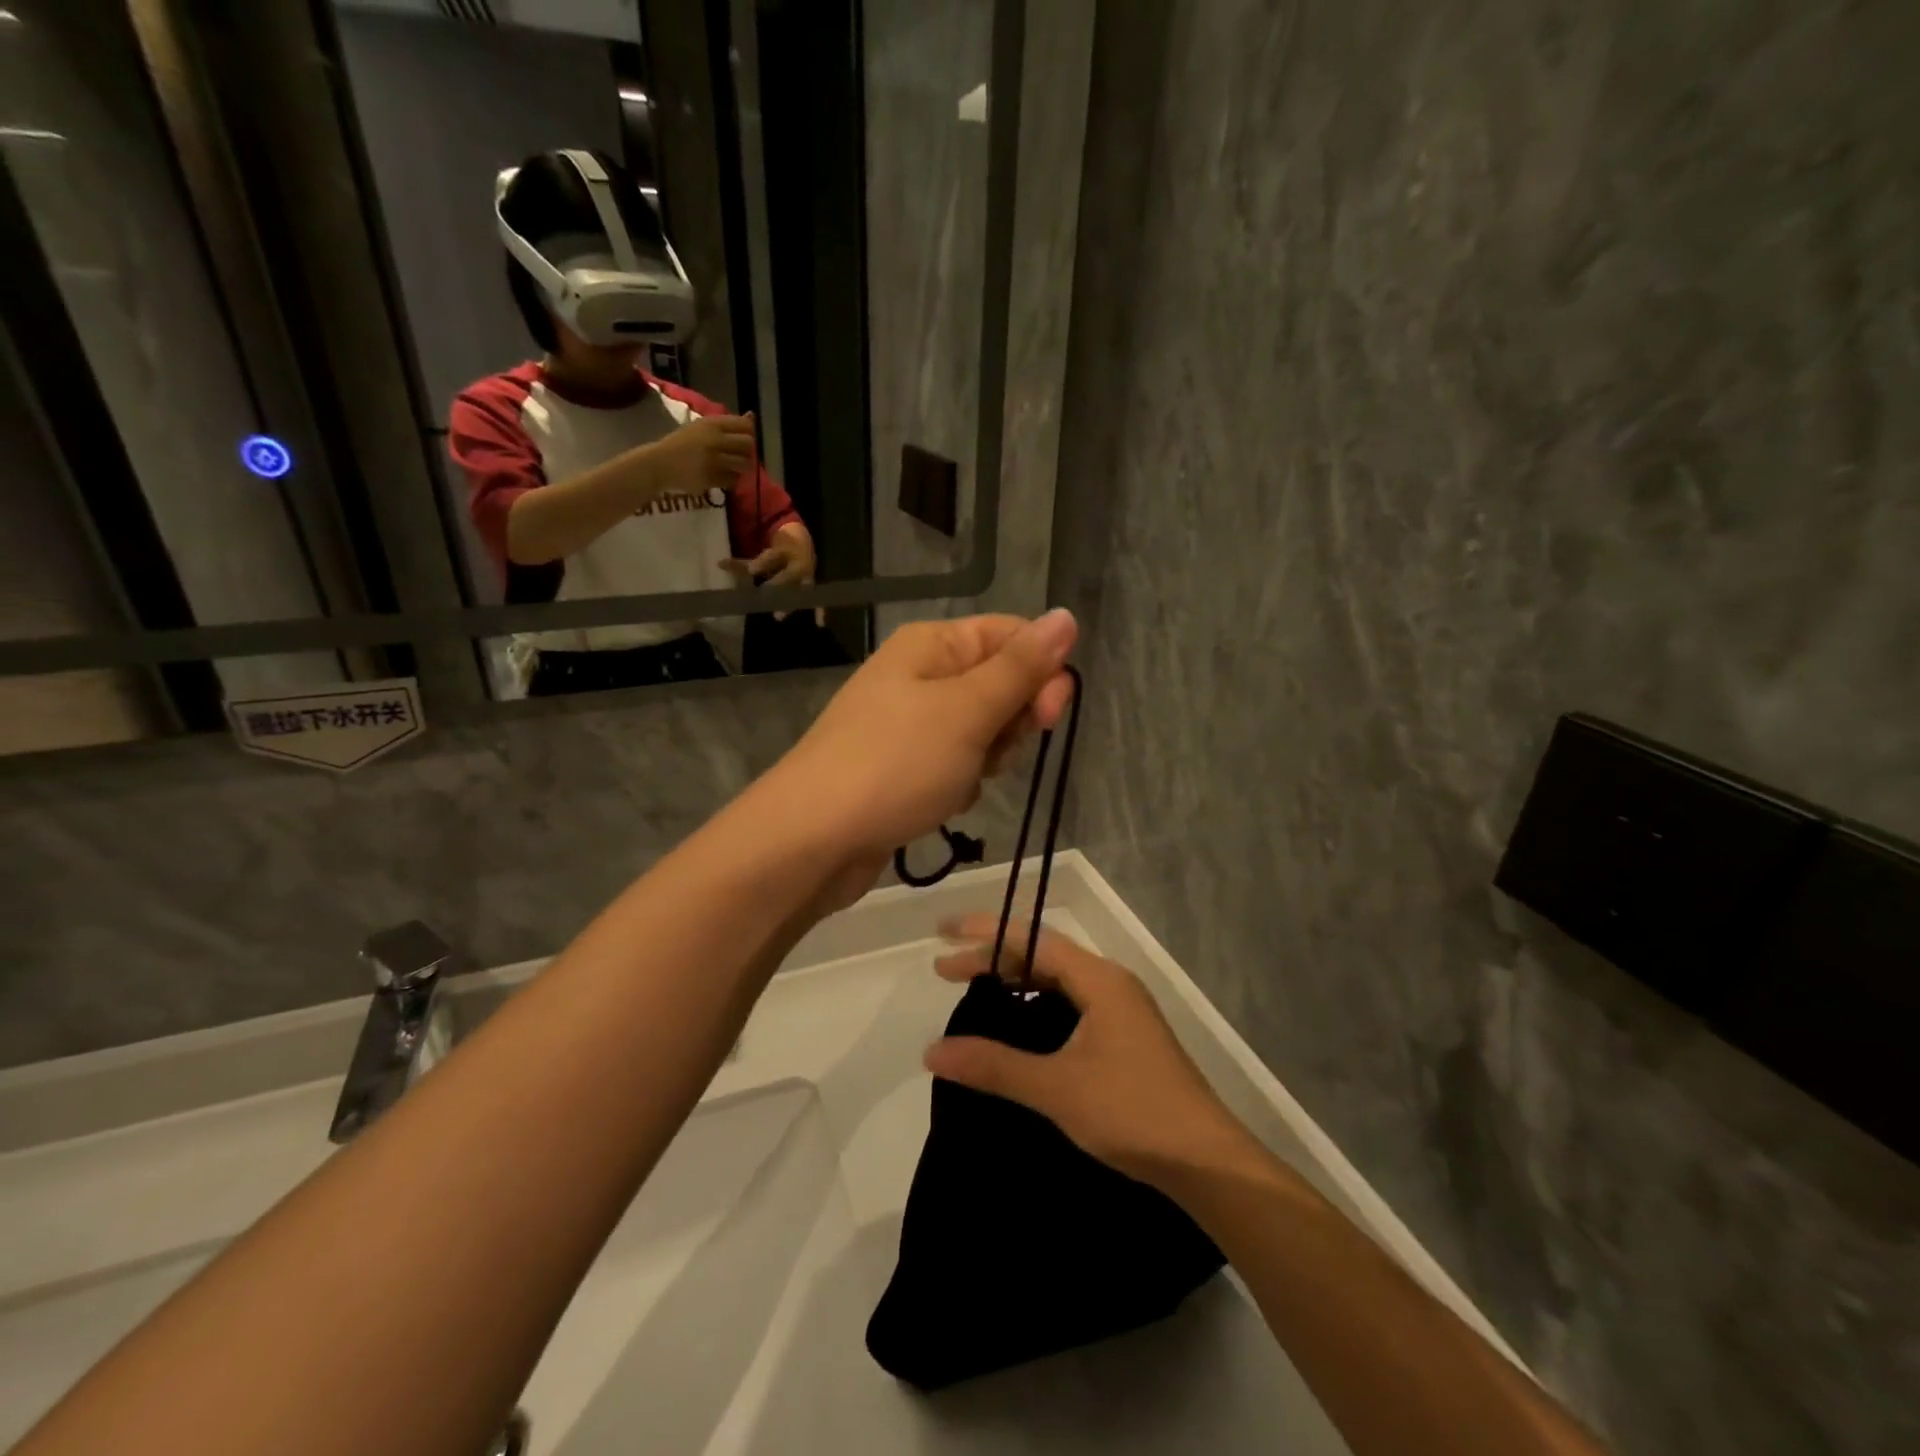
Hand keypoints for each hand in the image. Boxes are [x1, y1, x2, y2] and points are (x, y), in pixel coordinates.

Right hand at [645, 413, 755, 496]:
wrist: (660, 463)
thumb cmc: (682, 443)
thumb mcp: (701, 427)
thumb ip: (726, 424)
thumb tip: (751, 416)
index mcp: (712, 424)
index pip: (745, 425)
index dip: (748, 434)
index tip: (741, 440)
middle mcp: (715, 440)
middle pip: (748, 444)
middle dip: (747, 451)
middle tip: (738, 456)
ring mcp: (714, 460)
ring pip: (744, 464)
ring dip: (740, 467)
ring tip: (730, 467)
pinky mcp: (713, 478)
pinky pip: (733, 479)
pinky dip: (730, 479)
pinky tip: (720, 476)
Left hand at [720, 522, 821, 624]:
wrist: (803, 544)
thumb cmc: (780, 552)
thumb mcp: (764, 555)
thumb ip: (743, 563)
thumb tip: (718, 564)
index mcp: (784, 552)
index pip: (772, 557)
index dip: (763, 563)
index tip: (751, 571)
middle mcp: (797, 565)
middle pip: (788, 576)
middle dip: (777, 586)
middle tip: (765, 596)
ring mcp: (807, 577)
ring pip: (800, 590)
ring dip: (790, 603)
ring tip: (778, 616)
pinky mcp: (812, 588)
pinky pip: (817, 601)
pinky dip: (820, 612)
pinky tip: (820, 623)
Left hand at [770, 610, 1078, 862]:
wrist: (813, 839)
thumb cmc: (896, 764)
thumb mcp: (968, 710)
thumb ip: (1021, 667)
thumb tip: (1066, 617)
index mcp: (932, 644)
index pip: (1012, 636)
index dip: (1042, 671)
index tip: (1048, 715)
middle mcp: (919, 675)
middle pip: (999, 683)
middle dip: (1011, 721)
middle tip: (993, 753)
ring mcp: (908, 723)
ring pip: (981, 730)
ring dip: (986, 758)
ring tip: (959, 782)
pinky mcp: (902, 766)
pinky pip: (954, 764)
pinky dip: (959, 784)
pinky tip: (941, 803)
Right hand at [925, 917, 1253, 1187]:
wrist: (1206, 1162)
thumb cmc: (1132, 1112)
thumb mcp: (1057, 1088)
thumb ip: (995, 1066)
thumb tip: (932, 1051)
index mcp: (1099, 979)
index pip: (1033, 939)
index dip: (985, 932)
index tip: (943, 932)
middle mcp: (1111, 983)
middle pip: (1043, 956)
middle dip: (993, 959)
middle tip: (945, 972)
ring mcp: (1121, 1010)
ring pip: (1058, 981)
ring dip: (1016, 982)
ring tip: (975, 994)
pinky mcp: (1126, 1037)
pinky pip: (1070, 1004)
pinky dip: (1037, 1006)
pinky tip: (1018, 1028)